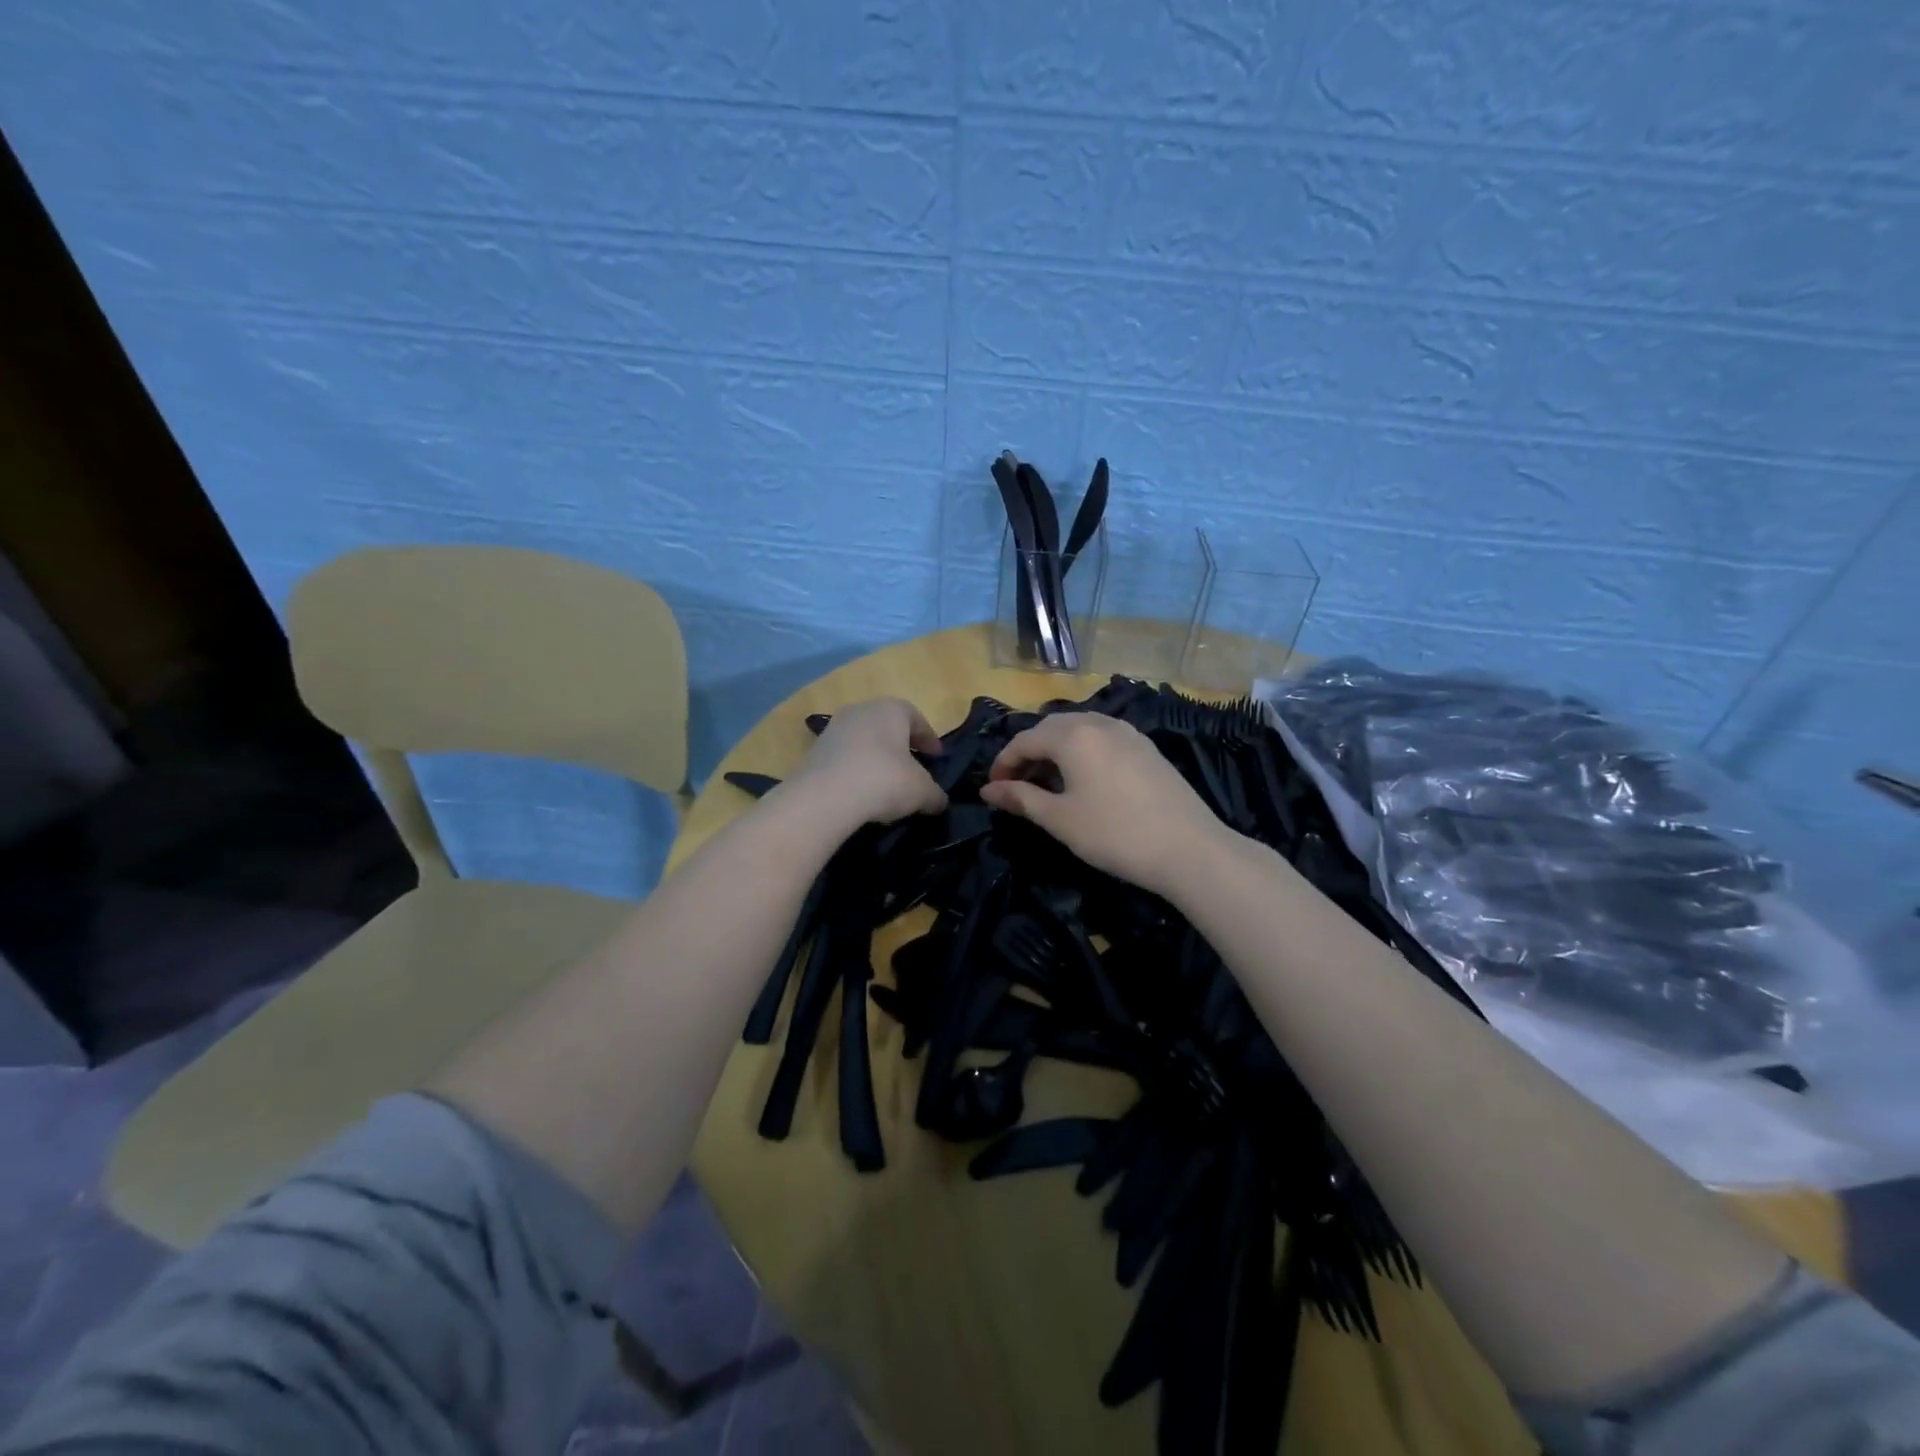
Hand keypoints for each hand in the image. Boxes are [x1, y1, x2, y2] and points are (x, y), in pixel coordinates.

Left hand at [790, 697, 947, 826]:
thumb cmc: (884, 780)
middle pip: (888, 727)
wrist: (824, 797)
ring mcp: (833, 729)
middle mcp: (861, 710)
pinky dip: (855, 772)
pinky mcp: (814, 752)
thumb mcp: (922, 792)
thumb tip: (939, 801)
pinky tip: (861, 795)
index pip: (916, 719)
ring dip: (876, 760)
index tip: (937, 759)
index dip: (930, 740)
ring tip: (886, 787)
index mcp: (891, 709)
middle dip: (901, 748)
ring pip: (864, 742)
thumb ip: (935, 794)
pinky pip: (844, 759)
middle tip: (912, 771)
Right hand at [980, 712, 1233, 896]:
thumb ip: (1021, 798)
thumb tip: (988, 790)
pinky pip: (1102, 738)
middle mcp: (1099, 723)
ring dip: (1055, 750)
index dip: (1003, 763)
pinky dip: (1082, 751)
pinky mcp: (1146, 747)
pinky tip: (1084, 780)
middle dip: (1029, 753)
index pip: (1025, 739)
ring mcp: (1127, 732)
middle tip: (1017, 786)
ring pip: (1079, 729)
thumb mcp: (1060, 819)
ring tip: (1048, 783)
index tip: (992, 790)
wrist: (1189, 848)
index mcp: (1073, 735)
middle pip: (1051, 728)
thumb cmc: (1115, 834)